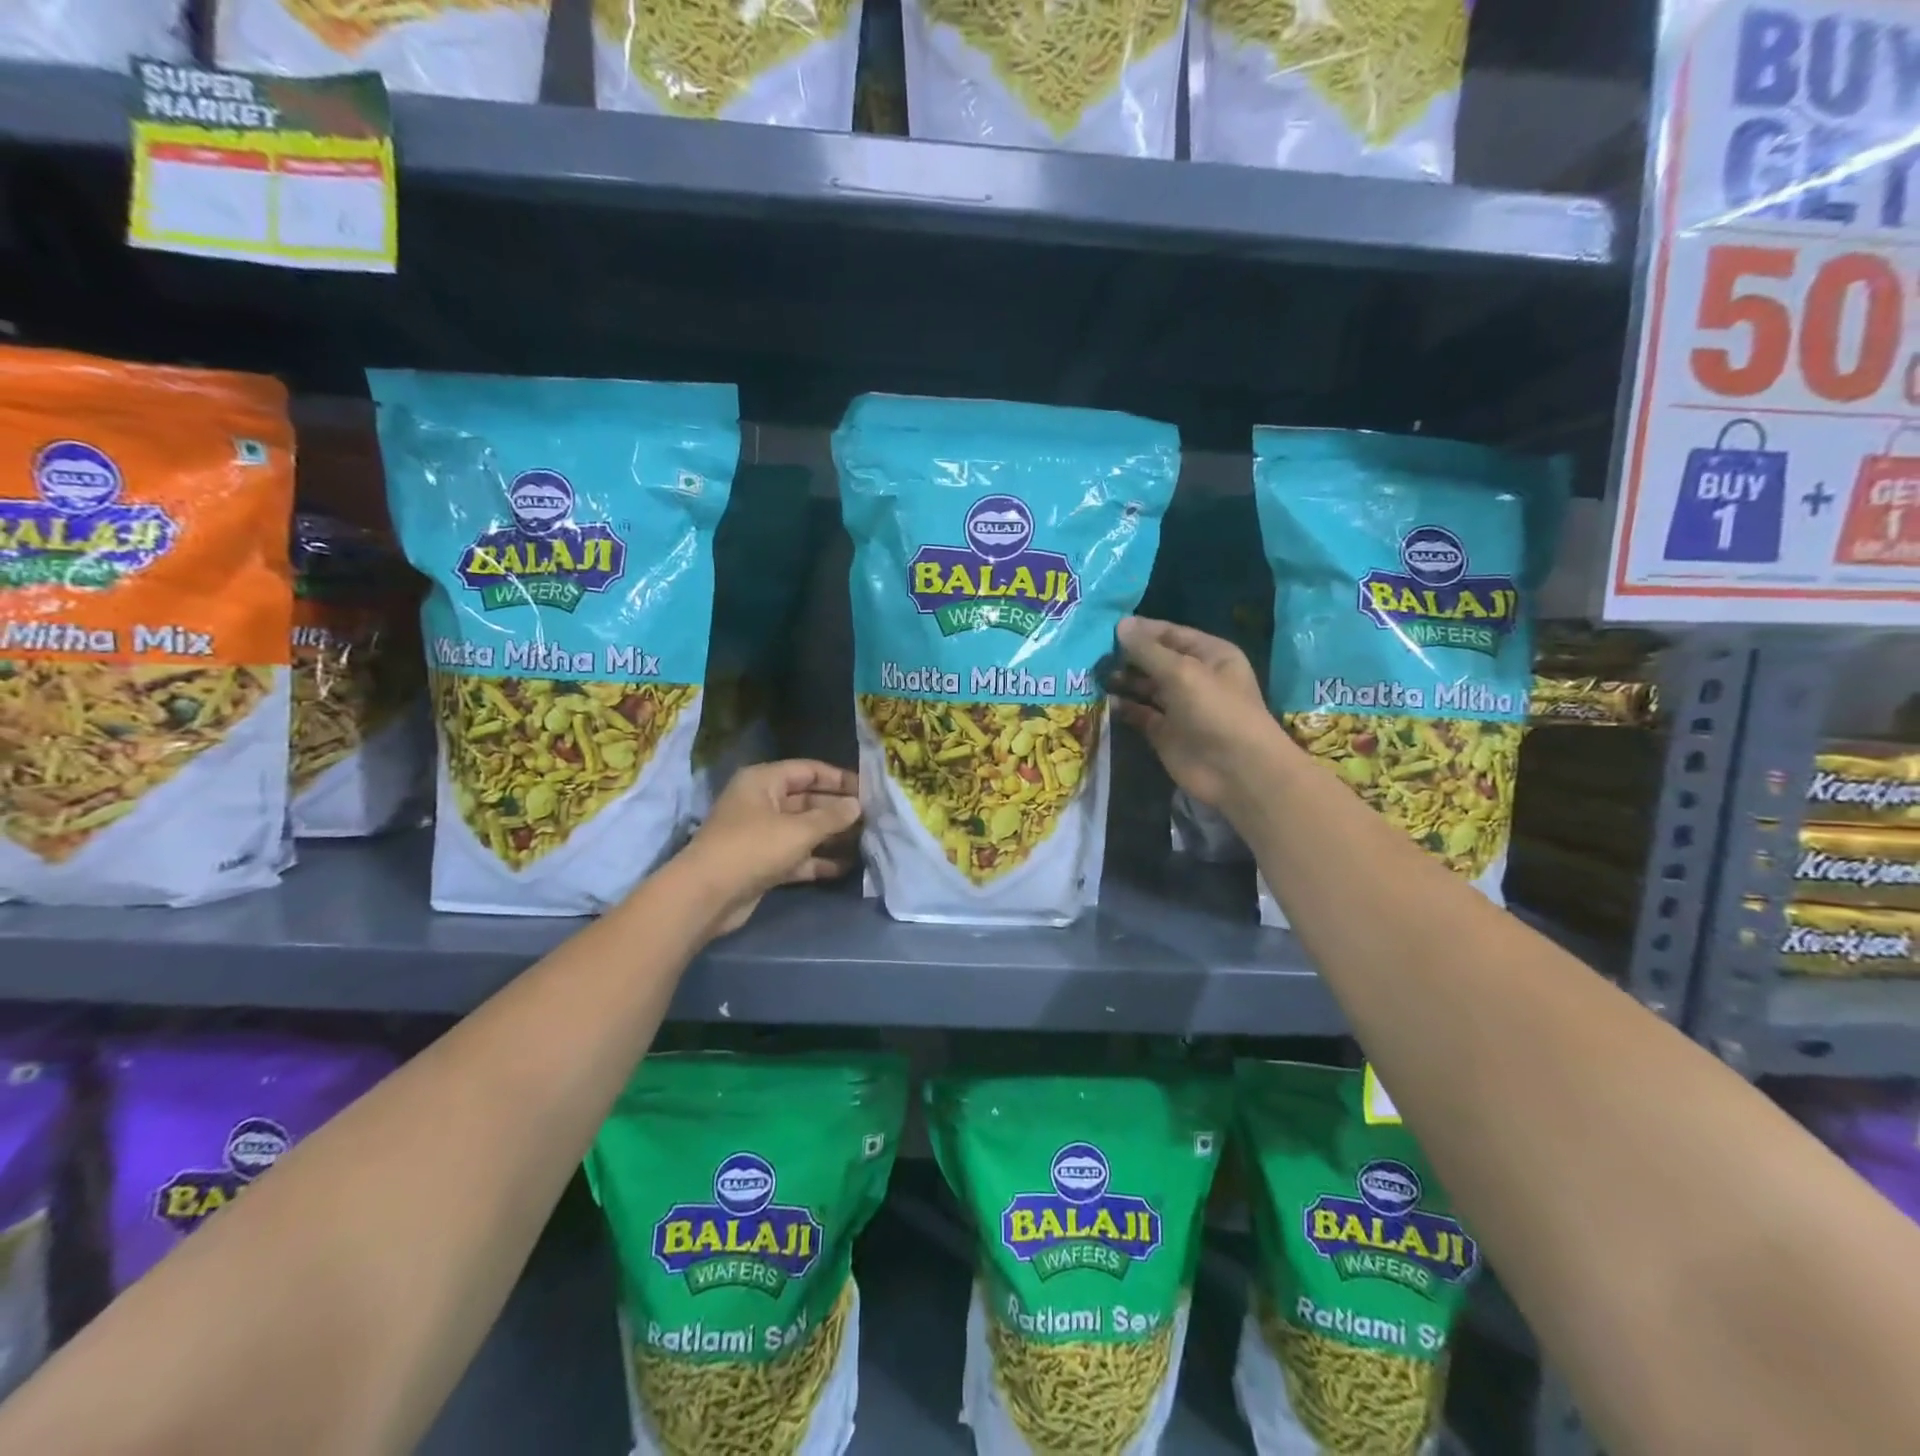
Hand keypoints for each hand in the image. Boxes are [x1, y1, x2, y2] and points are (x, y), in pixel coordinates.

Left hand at [679, 761, 862, 935]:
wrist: (707, 895)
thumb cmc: (753, 848)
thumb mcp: (798, 830)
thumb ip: (831, 817)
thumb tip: (857, 805)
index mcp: (763, 781)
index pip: (807, 771)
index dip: (838, 778)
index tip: (868, 789)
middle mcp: (761, 802)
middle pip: (807, 800)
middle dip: (837, 809)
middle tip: (872, 818)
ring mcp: (760, 834)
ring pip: (803, 830)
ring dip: (831, 836)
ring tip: (865, 841)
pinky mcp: (762, 863)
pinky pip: (796, 856)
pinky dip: (817, 860)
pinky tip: (845, 866)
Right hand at [1109, 616, 1279, 808]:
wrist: (1236, 770)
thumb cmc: (1216, 711)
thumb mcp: (1182, 672)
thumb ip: (1148, 650)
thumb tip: (1120, 624)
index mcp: (1209, 654)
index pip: (1170, 634)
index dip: (1140, 630)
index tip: (1106, 628)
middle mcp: (1194, 677)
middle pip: (1154, 660)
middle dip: (1126, 656)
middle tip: (1091, 653)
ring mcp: (1179, 706)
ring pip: (1145, 687)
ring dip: (1121, 681)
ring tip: (1093, 675)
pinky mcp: (1164, 733)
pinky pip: (1139, 714)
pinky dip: (1123, 707)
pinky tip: (1103, 700)